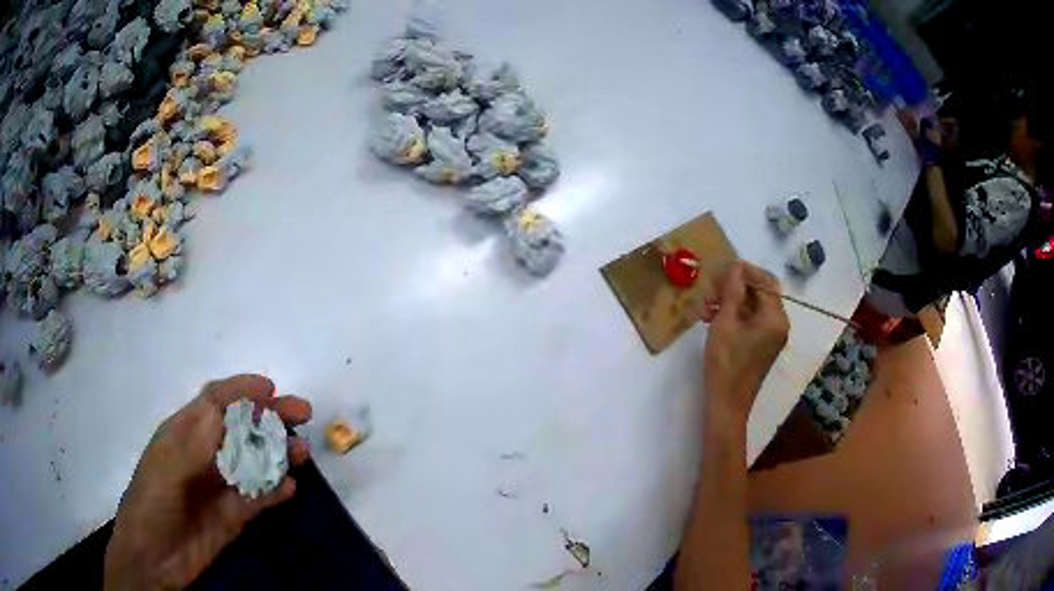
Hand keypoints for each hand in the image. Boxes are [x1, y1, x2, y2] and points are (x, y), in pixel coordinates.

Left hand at [103, 374, 311, 590]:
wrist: (154, 559)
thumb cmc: (152, 503)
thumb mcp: (167, 468)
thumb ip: (194, 442)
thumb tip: (223, 410)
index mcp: (184, 434)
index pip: (215, 402)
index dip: (241, 391)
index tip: (270, 388)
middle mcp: (206, 454)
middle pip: (241, 428)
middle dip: (270, 417)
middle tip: (302, 413)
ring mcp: (221, 486)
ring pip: (255, 461)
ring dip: (279, 454)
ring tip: (302, 453)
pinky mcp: (234, 515)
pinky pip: (260, 497)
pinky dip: (277, 491)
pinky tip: (292, 489)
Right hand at [701, 262, 789, 420]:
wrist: (727, 404)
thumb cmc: (725, 363)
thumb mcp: (725, 323)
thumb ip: (732, 292)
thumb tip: (736, 267)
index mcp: (775, 317)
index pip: (765, 281)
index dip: (744, 271)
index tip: (721, 270)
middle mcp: (779, 324)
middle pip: (761, 292)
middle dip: (736, 286)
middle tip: (711, 289)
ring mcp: (772, 335)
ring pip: (754, 306)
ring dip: (732, 300)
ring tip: (707, 306)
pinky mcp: (762, 345)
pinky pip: (752, 320)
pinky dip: (735, 314)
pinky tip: (713, 318)